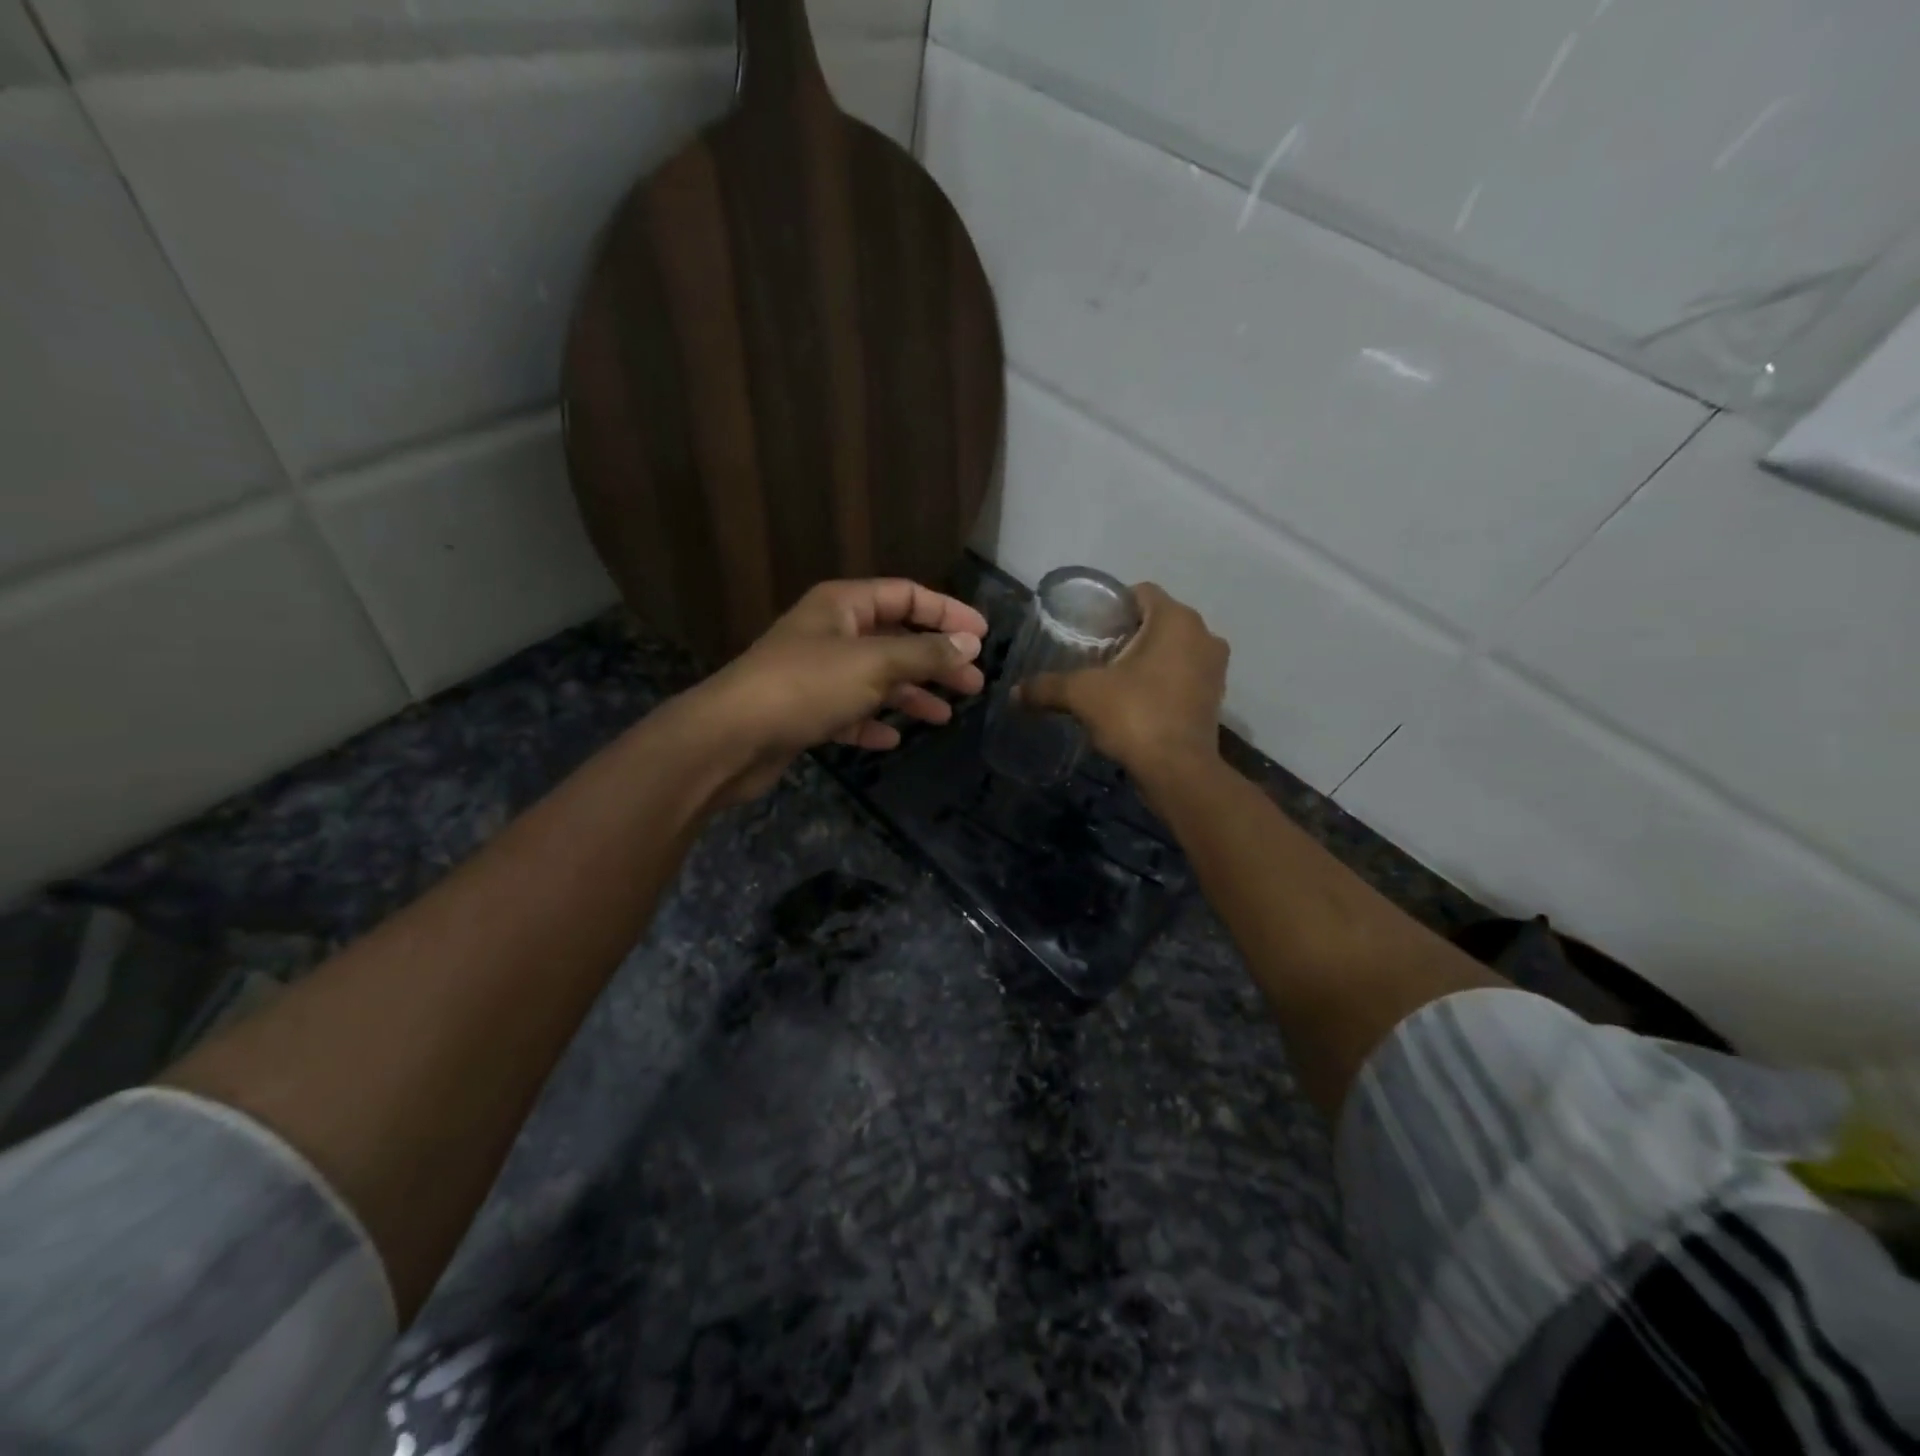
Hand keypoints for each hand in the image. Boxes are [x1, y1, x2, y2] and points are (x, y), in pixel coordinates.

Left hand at [675, 579, 987, 803]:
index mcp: (843, 605)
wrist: (732, 738)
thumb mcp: (874, 664)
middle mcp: (831, 633)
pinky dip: (874, 722)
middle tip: (973, 684)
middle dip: (935, 661)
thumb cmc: (806, 686)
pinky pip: (851, 712)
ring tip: (944, 716)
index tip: (983, 635)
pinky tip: (894, 739)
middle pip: (895, 639)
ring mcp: (817, 673)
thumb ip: (925, 653)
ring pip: (876, 679)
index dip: (947, 611)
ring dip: (910, 695)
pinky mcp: (806, 711)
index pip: (906, 596)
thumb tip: (969, 643)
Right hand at [1019, 583, 1228, 778]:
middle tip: (1096, 653)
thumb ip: (1047, 687)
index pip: (1141, 592)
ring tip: (1115, 679)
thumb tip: (1014, 693)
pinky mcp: (1215, 698)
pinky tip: (1137, 701)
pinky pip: (1184, 675)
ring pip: (1174, 649)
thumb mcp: (1082, 695)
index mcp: (1176, 619)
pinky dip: (1163, 681)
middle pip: (1158, 621)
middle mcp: (1203, 635)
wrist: (1178, 770)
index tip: (1090, 627)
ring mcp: (1215, 668)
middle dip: (1129, 633)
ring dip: (1148, 658)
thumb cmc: (1134, 715)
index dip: (1113, 605)